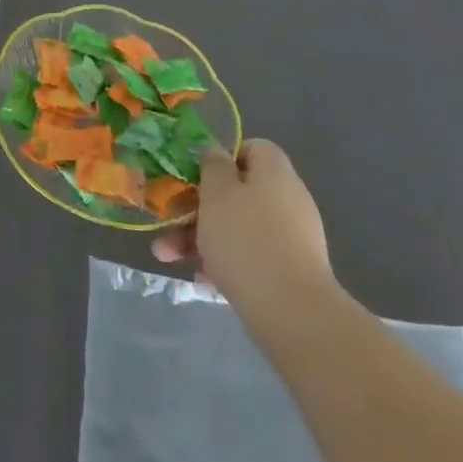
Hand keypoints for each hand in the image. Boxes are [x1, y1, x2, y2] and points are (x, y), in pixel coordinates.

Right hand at [153, 139, 335, 318]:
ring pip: (238, 226)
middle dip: (197, 206)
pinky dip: (225, 262)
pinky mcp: (290, 271)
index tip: (195, 176)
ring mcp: (292, 238)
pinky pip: (250, 255)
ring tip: (169, 257)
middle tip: (169, 221)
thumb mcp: (217, 192)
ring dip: (201, 236)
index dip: (221, 157)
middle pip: (238, 192)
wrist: (292, 313)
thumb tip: (216, 152)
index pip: (252, 148)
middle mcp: (288, 200)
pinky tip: (202, 279)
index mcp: (275, 173)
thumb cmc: (246, 240)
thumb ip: (212, 165)